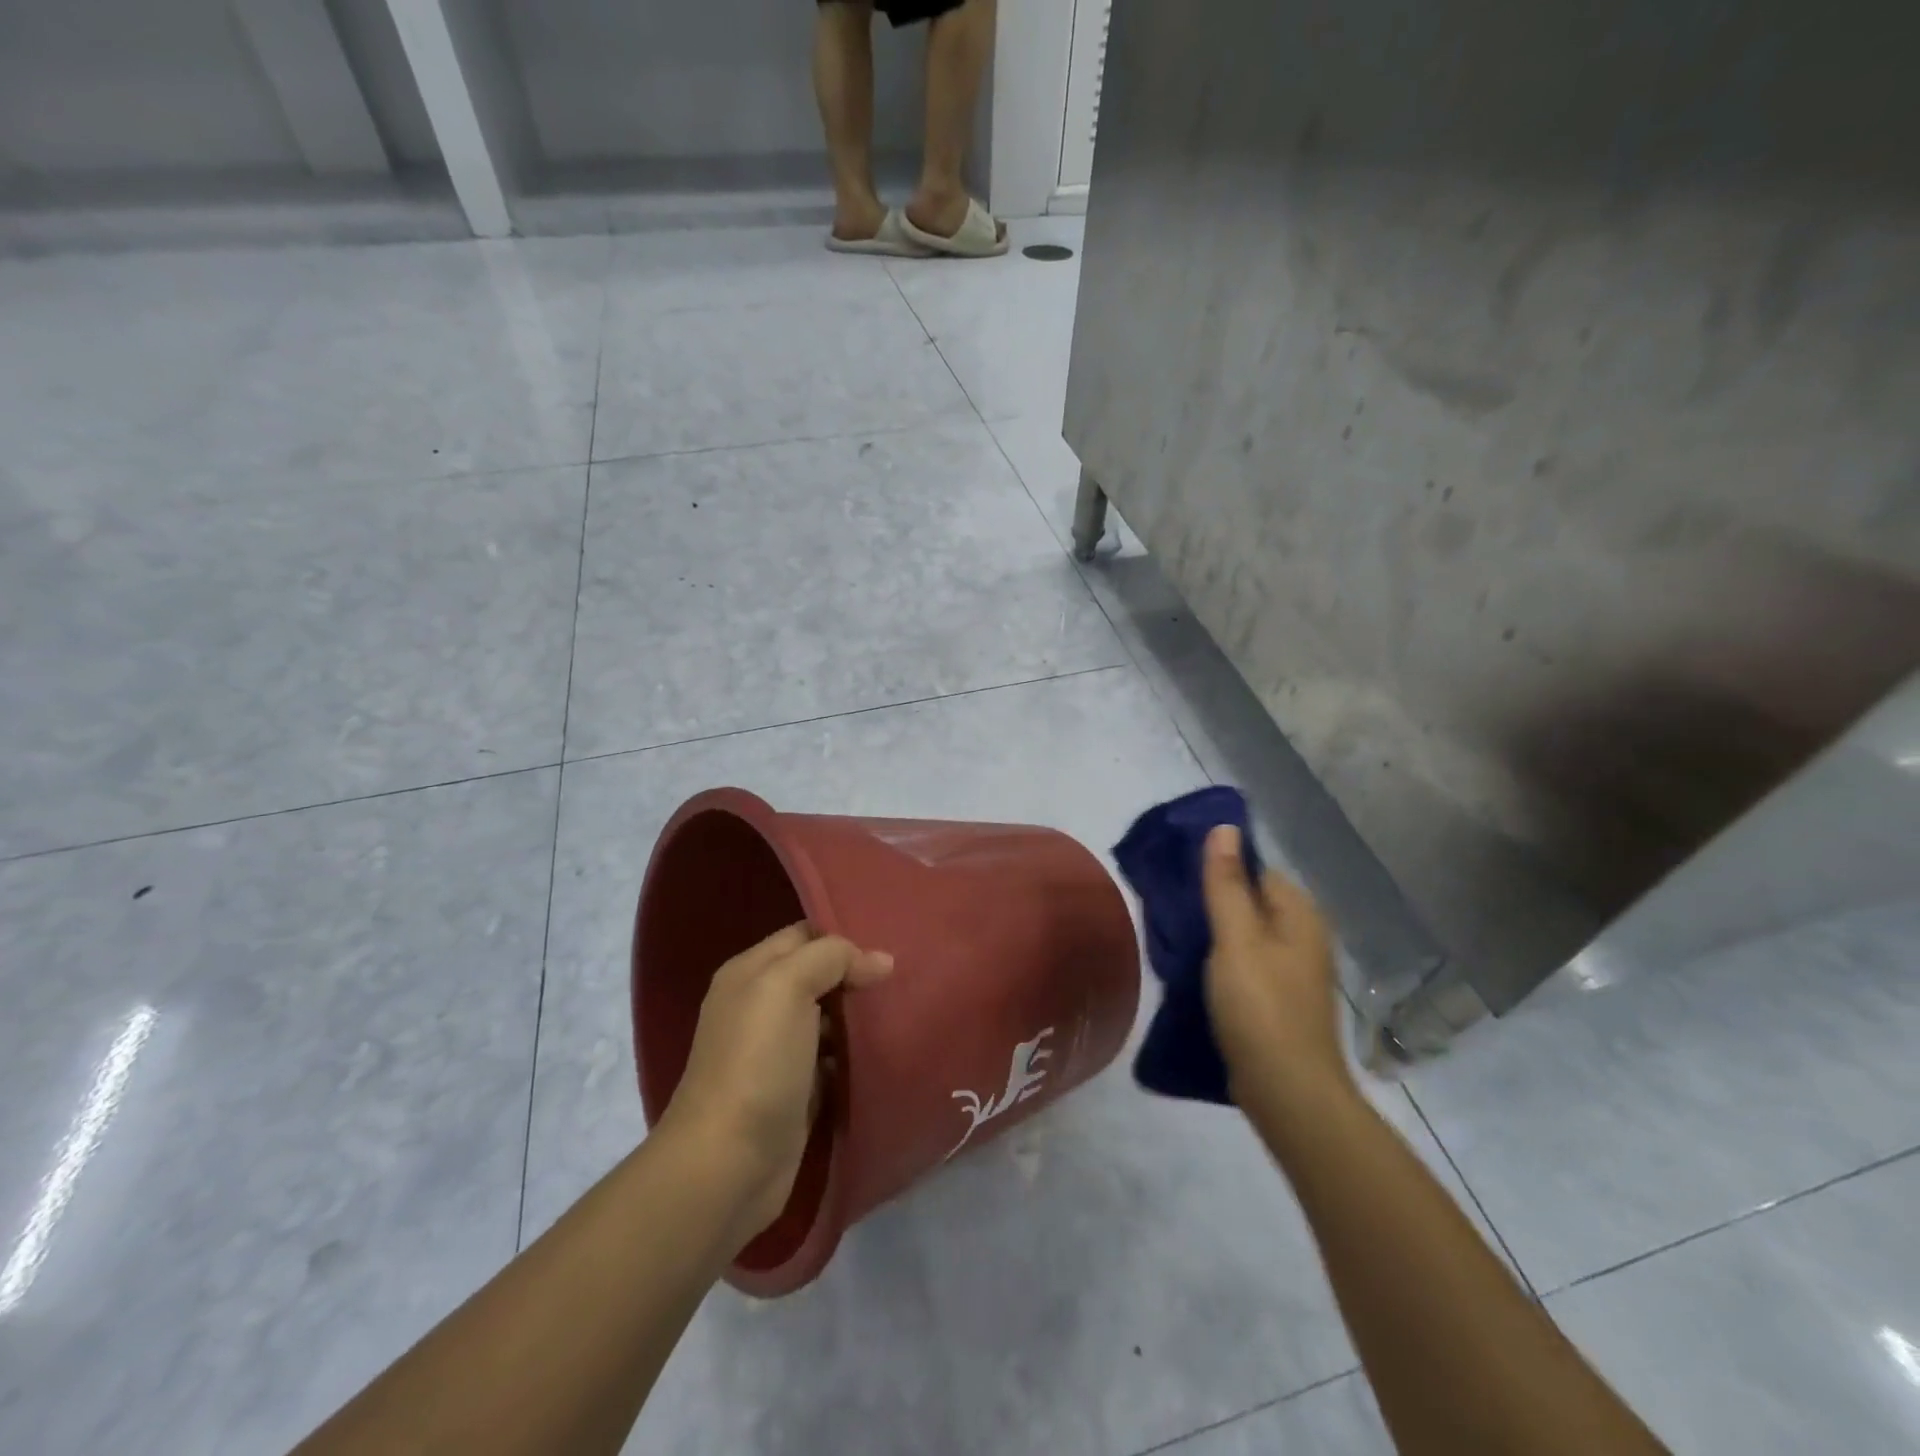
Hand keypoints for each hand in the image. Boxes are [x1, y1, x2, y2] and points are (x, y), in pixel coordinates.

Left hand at [658, 924, 892, 1247]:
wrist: (728, 1165)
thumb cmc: (756, 1063)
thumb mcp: (787, 988)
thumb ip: (831, 958)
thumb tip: (880, 960)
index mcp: (750, 972)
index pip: (804, 935)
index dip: (844, 935)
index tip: (890, 940)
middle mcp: (760, 1006)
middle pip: (819, 975)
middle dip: (857, 974)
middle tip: (905, 975)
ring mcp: (777, 1051)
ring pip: (829, 1017)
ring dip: (861, 1015)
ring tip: (906, 1007)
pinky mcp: (796, 1090)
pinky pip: (833, 1058)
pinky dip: (856, 1053)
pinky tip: (886, 1049)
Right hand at [1200, 824, 1352, 1106]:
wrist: (1288, 1092)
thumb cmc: (1261, 1007)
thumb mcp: (1236, 938)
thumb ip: (1227, 883)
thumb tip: (1224, 827)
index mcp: (1299, 915)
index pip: (1257, 870)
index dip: (1220, 868)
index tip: (1179, 876)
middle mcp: (1303, 937)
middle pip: (1251, 902)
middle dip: (1213, 901)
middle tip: (1170, 906)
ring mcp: (1293, 972)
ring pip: (1246, 935)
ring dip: (1214, 934)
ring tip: (1174, 935)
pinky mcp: (1278, 1000)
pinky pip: (1246, 964)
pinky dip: (1221, 962)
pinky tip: (1194, 970)